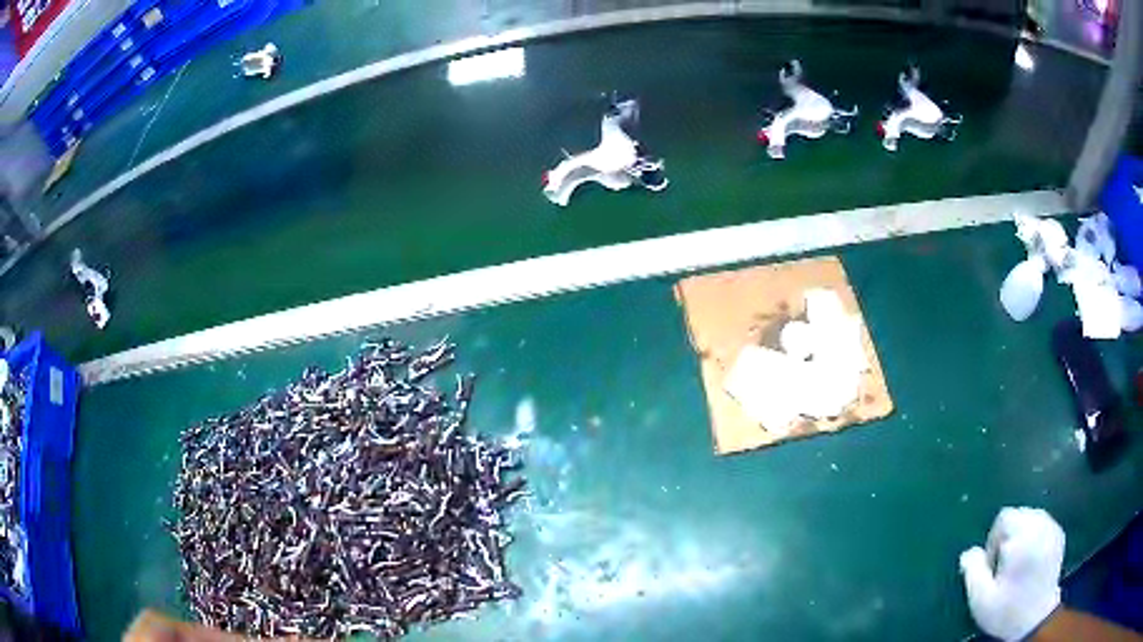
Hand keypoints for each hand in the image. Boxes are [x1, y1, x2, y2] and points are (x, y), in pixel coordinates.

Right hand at [959, 507, 1064, 640]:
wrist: (1035, 620)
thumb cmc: (1007, 610)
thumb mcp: (981, 598)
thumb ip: (973, 571)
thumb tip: (969, 552)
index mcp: (1023, 536)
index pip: (1004, 518)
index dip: (993, 540)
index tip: (992, 566)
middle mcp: (1041, 525)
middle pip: (1019, 515)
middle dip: (1008, 537)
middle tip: (1003, 567)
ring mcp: (1053, 529)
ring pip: (1032, 518)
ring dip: (1021, 536)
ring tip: (1017, 564)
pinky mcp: (1060, 536)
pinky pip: (1043, 525)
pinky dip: (1034, 538)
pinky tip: (1030, 562)